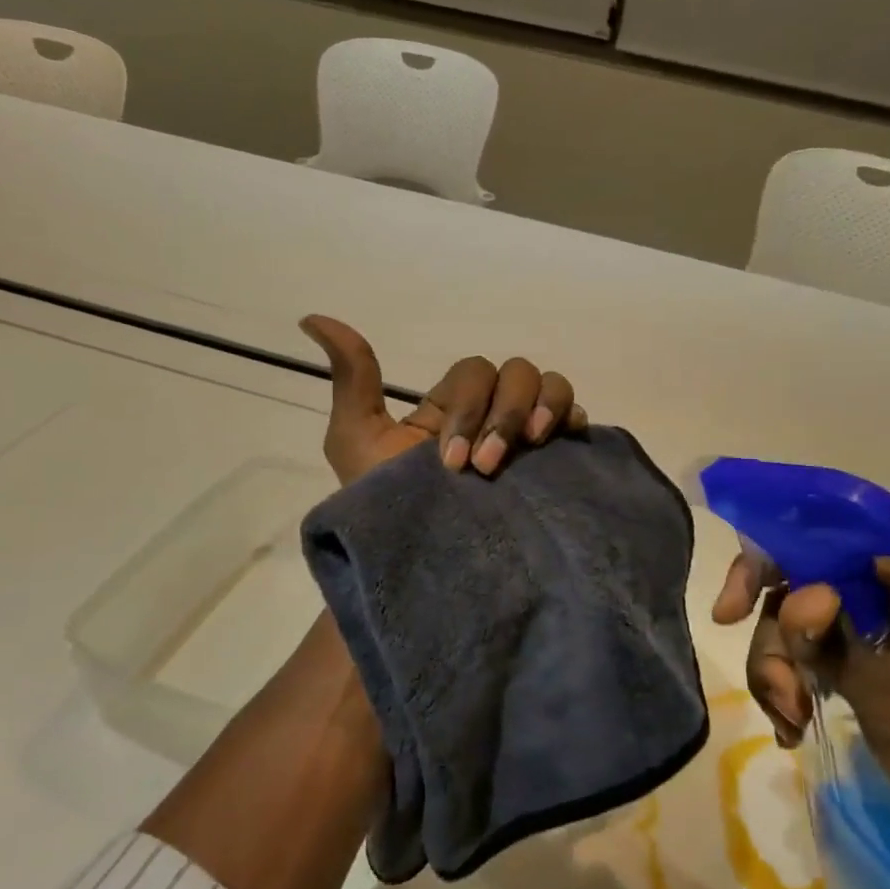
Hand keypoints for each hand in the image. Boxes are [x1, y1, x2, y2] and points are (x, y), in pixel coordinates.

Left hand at [299, 315, 586, 485]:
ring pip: (550, 385)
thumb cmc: (385, 510)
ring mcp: (527, 438)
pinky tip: (564, 441)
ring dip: (541, 408)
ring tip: (532, 446)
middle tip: (484, 469)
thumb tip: (313, 319)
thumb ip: (351, 380)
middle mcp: (492, 414)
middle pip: (517, 373)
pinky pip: (576, 418)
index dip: (466, 406)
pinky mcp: (554, 464)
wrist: (418, 569)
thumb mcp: (358, 441)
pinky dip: (572, 418)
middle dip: (502, 415)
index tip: (448, 462)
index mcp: (451, 408)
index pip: (474, 372)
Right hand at [713, 553, 889, 888]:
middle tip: (781, 702)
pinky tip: (795, 732)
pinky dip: (801, 694)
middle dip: (778, 646)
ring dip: (785, 676)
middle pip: (804, 598)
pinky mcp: (884, 682)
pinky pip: (824, 669)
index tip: (728, 615)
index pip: (820, 553)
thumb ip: (835, 642)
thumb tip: (795, 594)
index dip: (765, 571)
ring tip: (790, 726)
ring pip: (806, 638)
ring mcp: (888, 646)